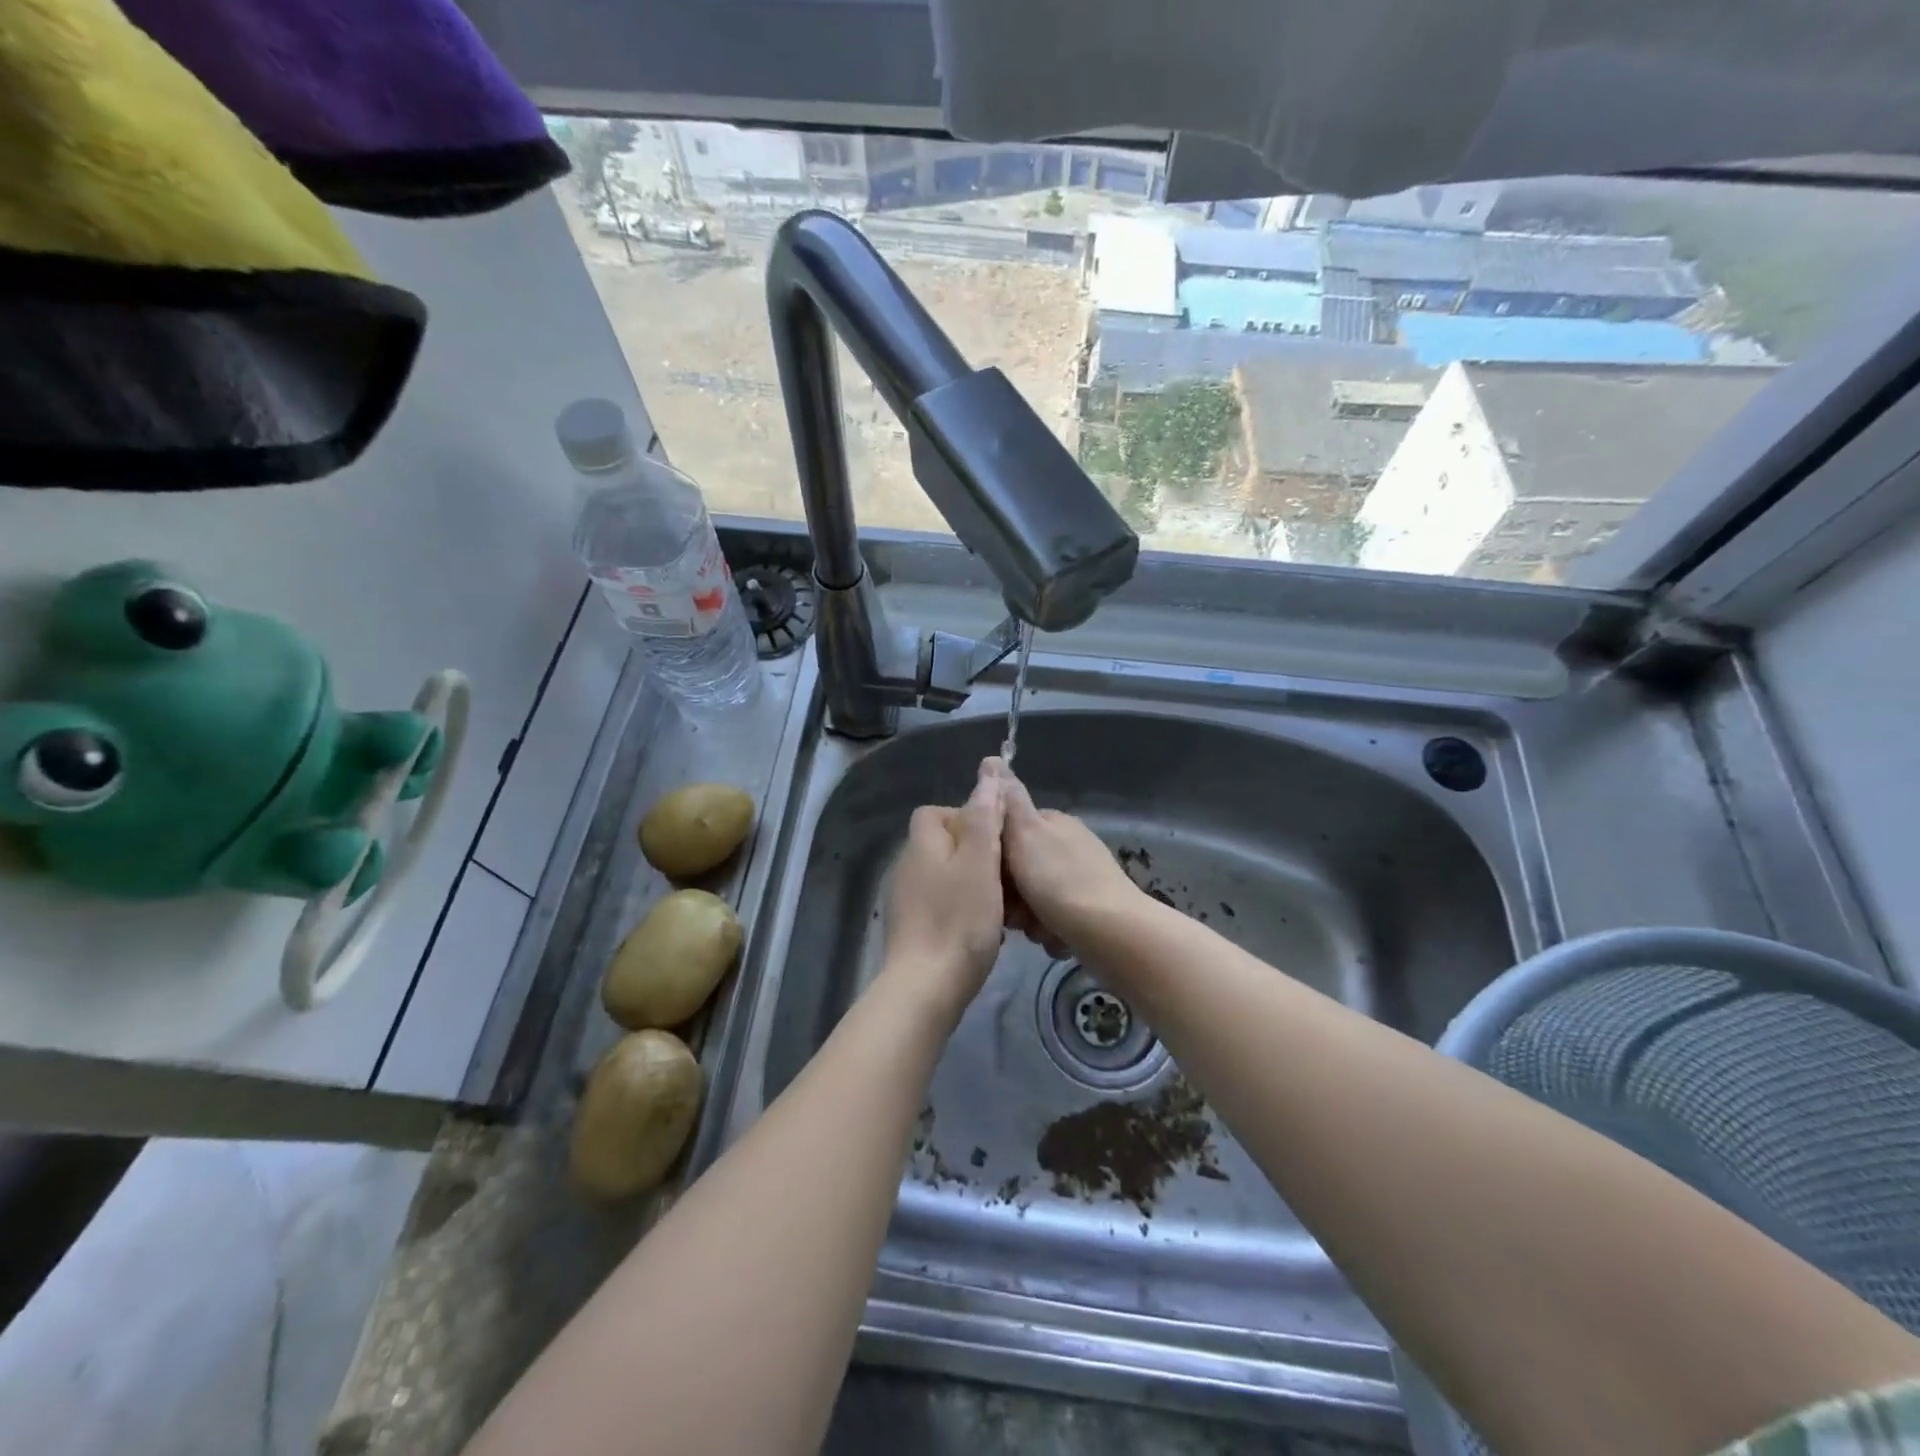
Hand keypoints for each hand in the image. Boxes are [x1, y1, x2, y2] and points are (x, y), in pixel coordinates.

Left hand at [880, 760, 1006, 1022]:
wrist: (926, 989)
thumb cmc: (959, 920)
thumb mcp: (980, 861)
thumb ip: (985, 816)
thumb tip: (988, 772)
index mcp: (922, 845)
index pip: (936, 812)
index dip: (968, 817)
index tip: (997, 839)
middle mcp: (908, 867)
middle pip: (946, 846)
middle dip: (979, 856)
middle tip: (1009, 877)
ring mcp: (907, 901)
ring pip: (949, 878)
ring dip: (977, 886)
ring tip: (1006, 907)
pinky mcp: (913, 930)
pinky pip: (944, 906)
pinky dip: (966, 911)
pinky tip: (988, 931)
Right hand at [999, 762, 1144, 956]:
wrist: (1111, 933)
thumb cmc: (1059, 880)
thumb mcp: (1025, 833)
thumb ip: (1008, 799)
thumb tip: (992, 758)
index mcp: (1054, 823)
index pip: (1009, 829)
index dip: (992, 853)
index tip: (985, 874)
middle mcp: (1069, 846)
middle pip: (1020, 867)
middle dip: (1011, 892)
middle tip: (1010, 910)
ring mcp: (1083, 879)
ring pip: (1034, 897)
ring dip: (1028, 917)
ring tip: (1034, 929)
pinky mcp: (1091, 912)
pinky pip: (1055, 920)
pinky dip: (1050, 932)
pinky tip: (1053, 939)